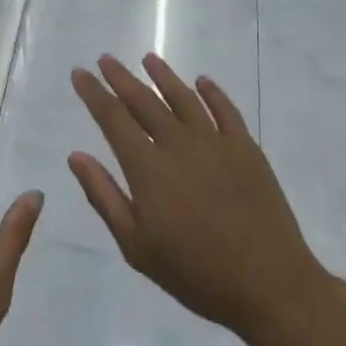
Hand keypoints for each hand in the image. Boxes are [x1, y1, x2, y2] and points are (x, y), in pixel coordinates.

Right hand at [69, 54, 339, 345]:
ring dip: (163, 75)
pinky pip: (225, 110)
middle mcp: (178, 144)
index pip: (113, 118)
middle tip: (105, 59)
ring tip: (148, 59)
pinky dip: (211, 92)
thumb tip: (76, 155)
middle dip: (121, 77)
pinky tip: (202, 81)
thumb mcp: (136, 246)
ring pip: (183, 97)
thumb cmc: (195, 273)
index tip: (80, 73)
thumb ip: (104, 196)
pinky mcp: (246, 149)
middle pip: (143, 100)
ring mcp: (215, 142)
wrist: (269, 286)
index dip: (94, 93)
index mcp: (147, 168)